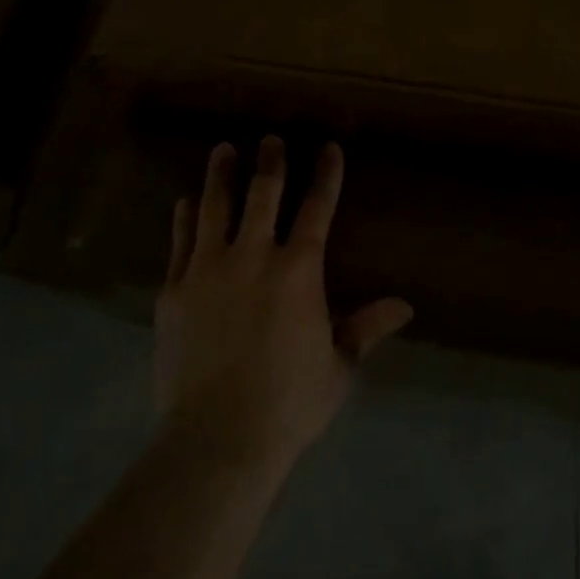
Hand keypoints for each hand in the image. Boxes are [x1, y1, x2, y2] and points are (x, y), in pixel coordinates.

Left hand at [154, 137, 413, 476]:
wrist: (216, 439)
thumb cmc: (288, 404)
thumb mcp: (338, 367)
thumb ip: (366, 328)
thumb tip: (406, 306)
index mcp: (298, 270)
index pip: (317, 208)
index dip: (325, 175)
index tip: (328, 148)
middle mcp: (253, 256)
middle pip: (262, 194)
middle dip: (270, 161)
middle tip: (270, 139)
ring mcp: (208, 269)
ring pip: (215, 207)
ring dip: (221, 175)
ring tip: (223, 150)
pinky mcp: (174, 289)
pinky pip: (180, 241)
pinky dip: (185, 218)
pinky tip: (185, 202)